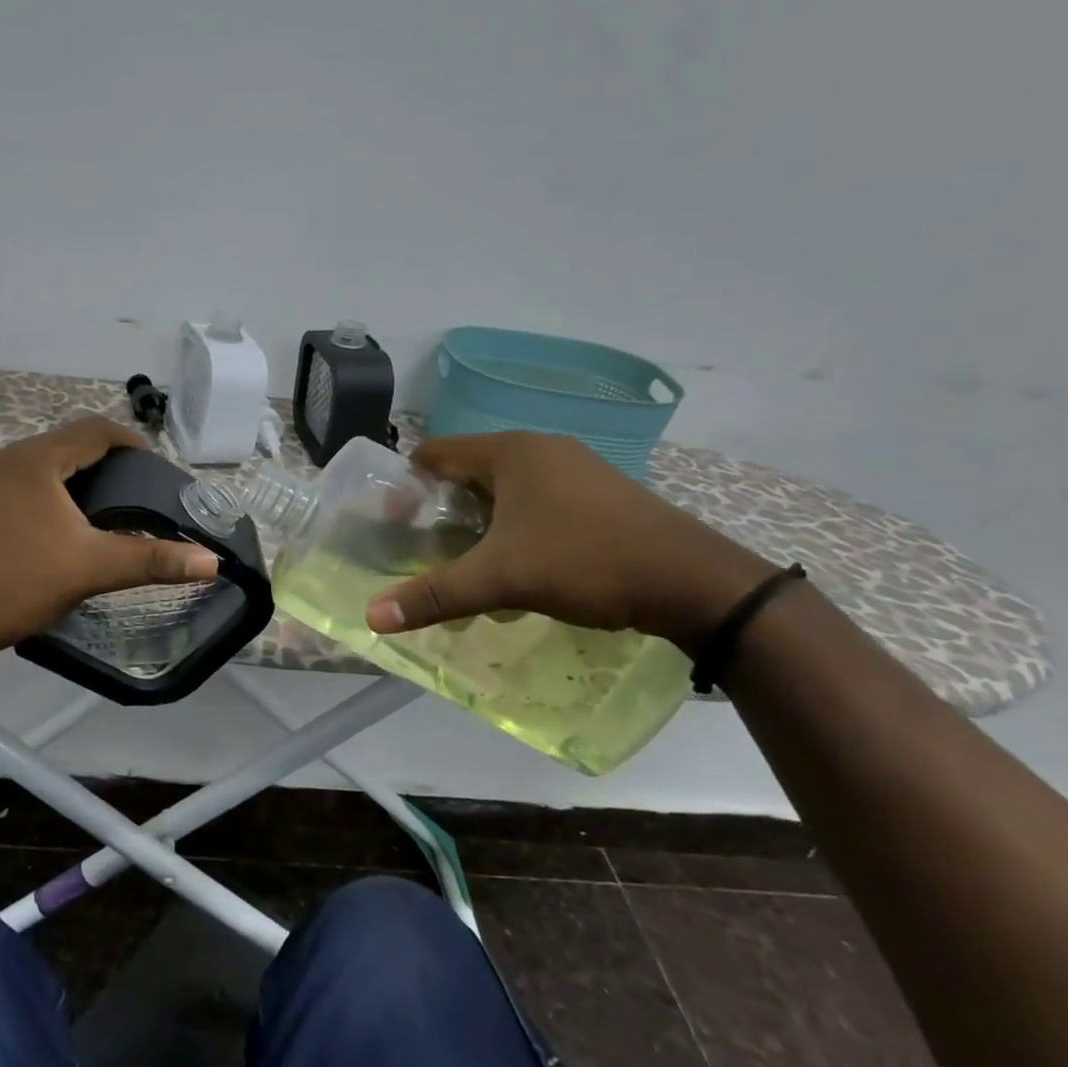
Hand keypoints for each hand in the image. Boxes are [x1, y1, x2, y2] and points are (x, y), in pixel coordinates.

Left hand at [0, 415, 217, 677]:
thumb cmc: (17, 583)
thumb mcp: (91, 568)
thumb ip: (153, 560)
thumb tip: (212, 562)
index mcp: (35, 459)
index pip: (95, 429)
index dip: (132, 442)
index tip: (158, 470)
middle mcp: (8, 458)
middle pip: (70, 442)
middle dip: (109, 460)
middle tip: (141, 491)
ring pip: (47, 463)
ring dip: (81, 476)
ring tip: (113, 507)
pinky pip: (27, 482)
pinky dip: (56, 491)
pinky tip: (69, 524)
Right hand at [366, 432, 774, 651]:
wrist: (696, 583)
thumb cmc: (585, 561)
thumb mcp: (501, 579)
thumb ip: (435, 594)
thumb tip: (371, 617)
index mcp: (510, 451)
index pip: (435, 453)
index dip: (407, 486)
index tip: (395, 525)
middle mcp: (540, 448)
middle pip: (468, 472)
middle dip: (443, 510)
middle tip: (428, 550)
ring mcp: (576, 468)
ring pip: (505, 490)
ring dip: (481, 523)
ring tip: (471, 564)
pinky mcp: (601, 493)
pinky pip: (538, 502)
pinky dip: (517, 527)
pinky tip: (523, 567)